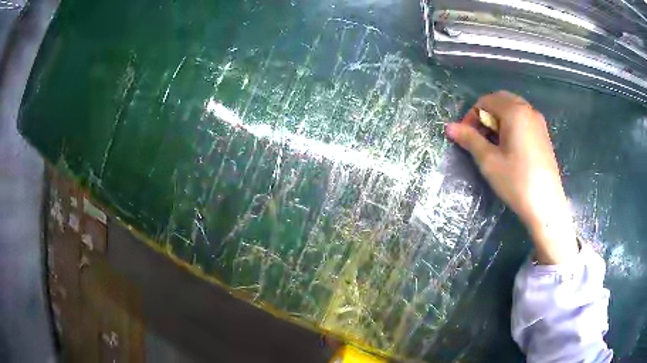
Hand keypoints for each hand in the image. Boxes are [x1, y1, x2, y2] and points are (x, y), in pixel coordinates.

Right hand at [446, 91, 577, 264]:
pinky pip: (523, 119)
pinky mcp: (544, 134)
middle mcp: (528, 110)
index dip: (471, 116)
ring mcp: (538, 121)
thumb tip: (449, 127)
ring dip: (498, 119)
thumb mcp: (489, 161)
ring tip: (493, 143)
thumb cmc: (516, 181)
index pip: (485, 101)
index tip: (465, 137)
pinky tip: (509, 147)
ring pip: (513, 109)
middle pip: (500, 100)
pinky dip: (511, 124)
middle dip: (485, 115)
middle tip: (479, 138)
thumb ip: (470, 139)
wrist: (546, 205)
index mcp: (514, 111)